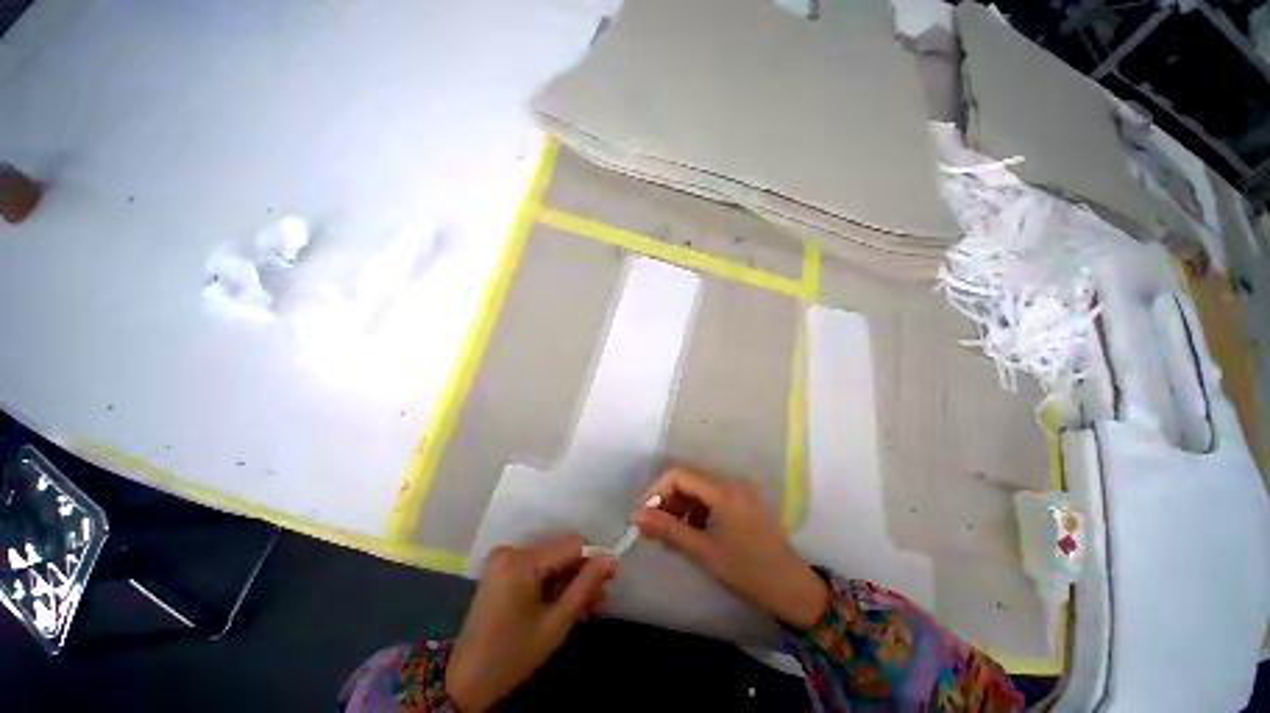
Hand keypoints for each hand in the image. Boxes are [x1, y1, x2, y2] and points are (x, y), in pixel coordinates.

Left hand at [445, 535, 615, 711]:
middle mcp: (511, 550)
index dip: (594, 558)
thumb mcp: (556, 623)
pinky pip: (538, 569)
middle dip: (582, 574)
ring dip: (570, 581)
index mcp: (520, 560)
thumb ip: (585, 587)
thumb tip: (611, 559)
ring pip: (551, 562)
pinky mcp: (503, 570)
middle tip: (600, 599)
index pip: (570, 545)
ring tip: (590, 606)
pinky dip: (554, 584)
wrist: (466, 683)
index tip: (611, 576)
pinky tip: (569, 603)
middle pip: (560, 552)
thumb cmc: (513, 655)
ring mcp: (504, 560)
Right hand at [631, 466, 828, 629]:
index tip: (643, 514)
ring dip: (682, 505)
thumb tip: (636, 516)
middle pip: (689, 478)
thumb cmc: (747, 572)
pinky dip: (698, 509)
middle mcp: (732, 482)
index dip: (657, 490)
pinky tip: (695, 531)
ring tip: (673, 532)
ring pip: (700, 487)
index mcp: (724, 490)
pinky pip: (713, 496)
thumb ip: (668, 529)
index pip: (679, 474)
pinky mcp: (745, 501)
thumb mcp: (703, 552)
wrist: (794, 590)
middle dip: (668, 499)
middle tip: (654, 526)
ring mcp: (741, 490)